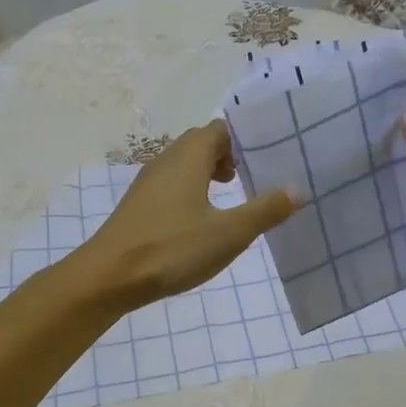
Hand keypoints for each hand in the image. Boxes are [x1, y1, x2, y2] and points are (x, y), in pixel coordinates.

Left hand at [79, 121, 295, 305]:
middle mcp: (166, 160)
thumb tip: (297, 190)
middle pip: (203, 143)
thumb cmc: (171, 249)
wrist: (108, 278)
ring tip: (235, 195)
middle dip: (231, 155)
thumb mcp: (228, 233)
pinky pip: (173, 183)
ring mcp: (149, 183)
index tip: (271, 154)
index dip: (246, 138)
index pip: (221, 129)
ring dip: (211, 173)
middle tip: (257, 175)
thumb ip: (264, 210)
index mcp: (188, 157)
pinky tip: (204, 218)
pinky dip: (194, 190)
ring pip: (186, 164)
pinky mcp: (140, 205)